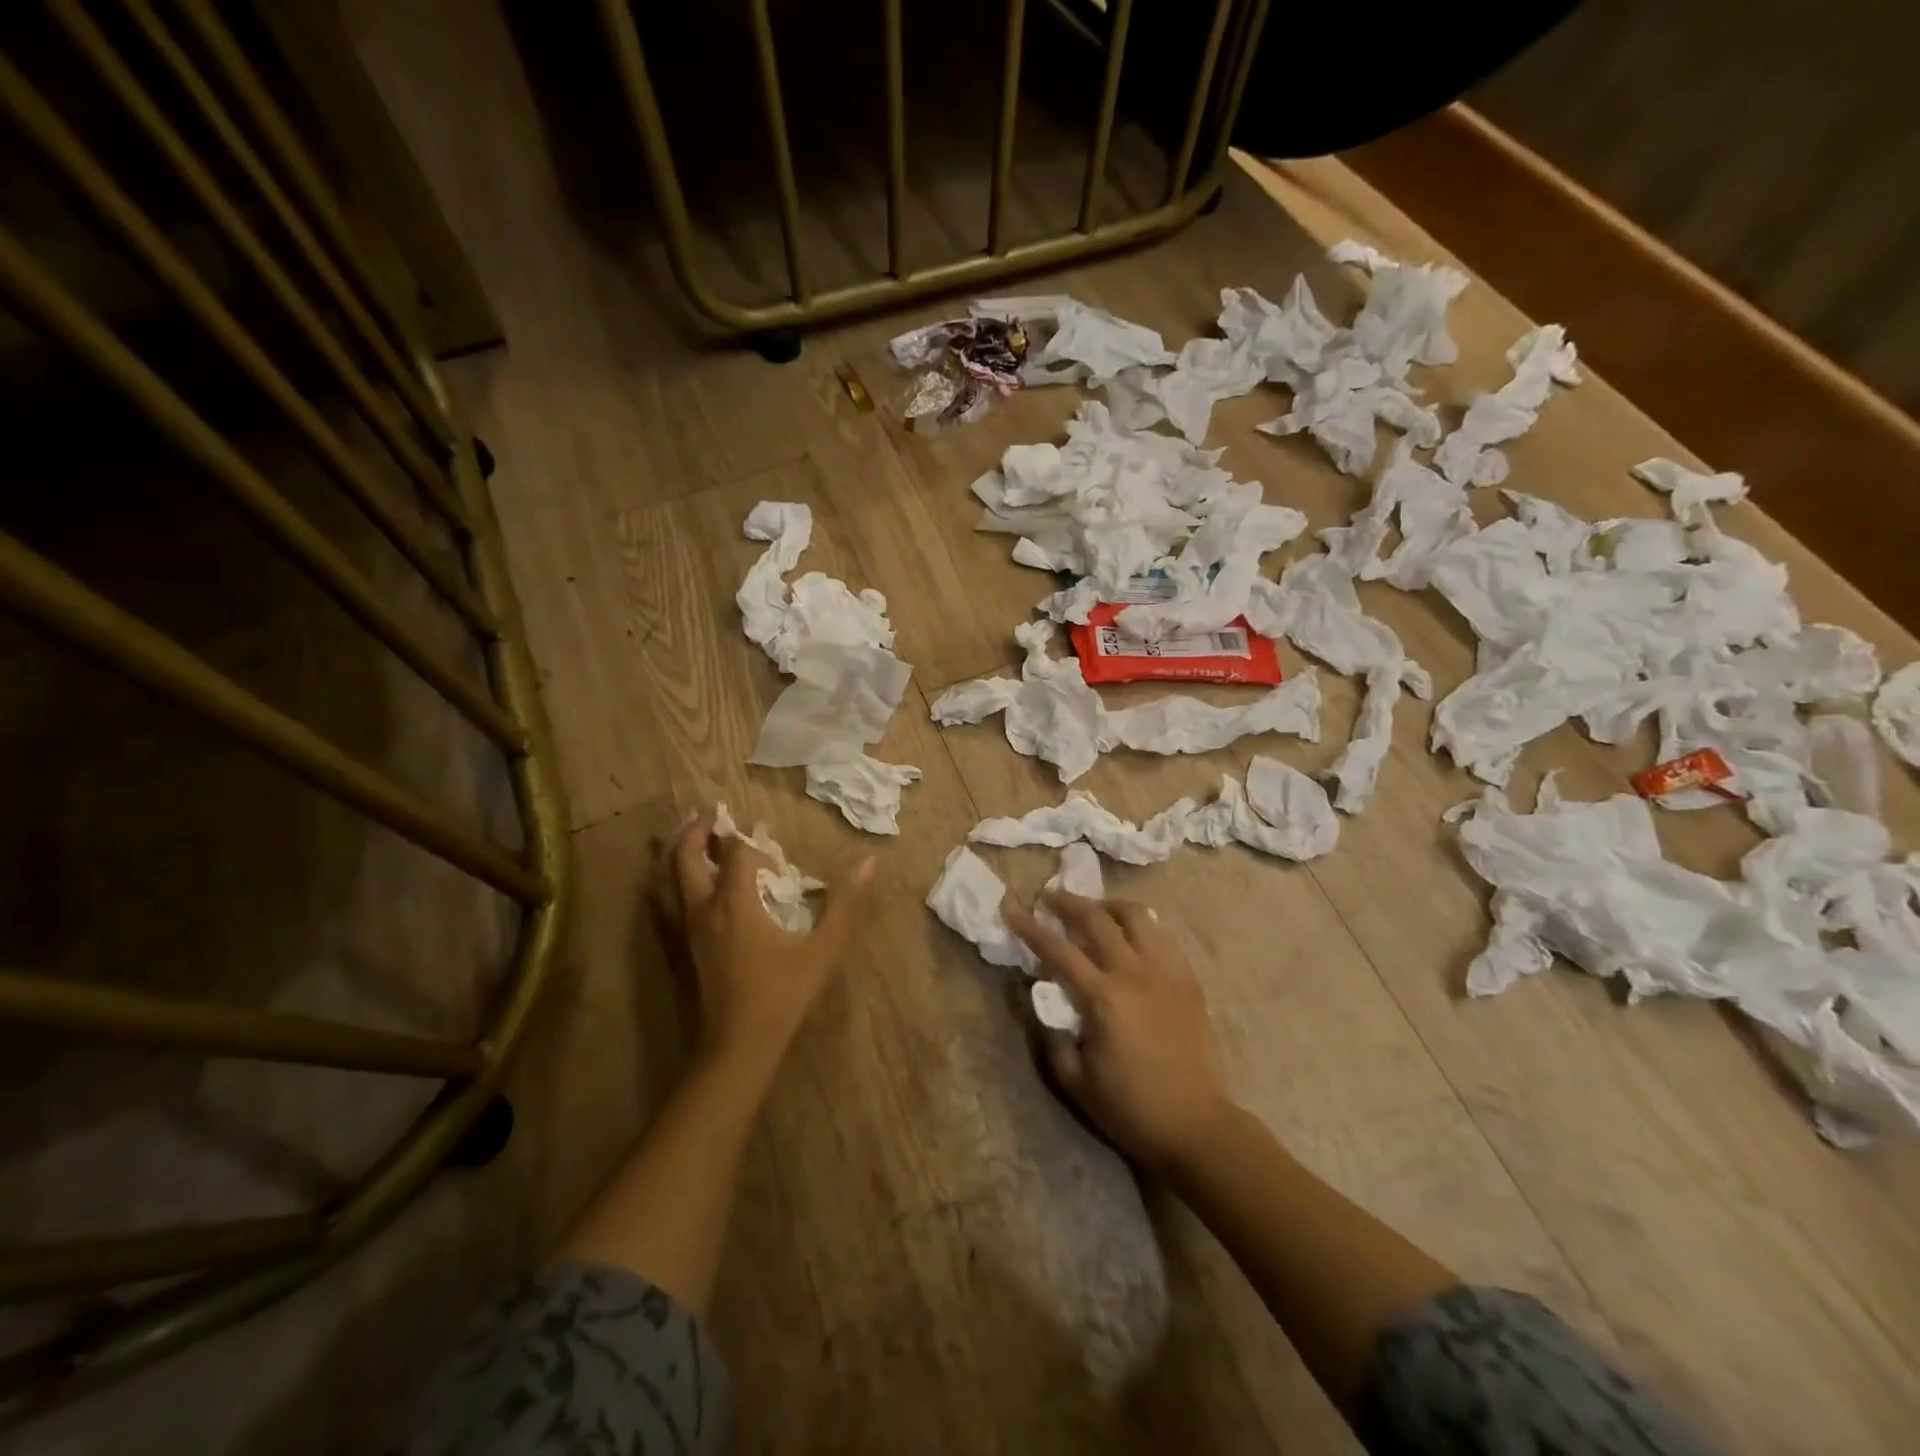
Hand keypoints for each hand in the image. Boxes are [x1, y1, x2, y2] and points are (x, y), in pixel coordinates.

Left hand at [654, 815, 872, 1083]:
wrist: (734, 1049)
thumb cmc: (781, 997)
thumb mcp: (822, 950)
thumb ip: (846, 904)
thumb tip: (868, 861)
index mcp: (734, 903)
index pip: (735, 851)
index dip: (749, 841)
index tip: (769, 850)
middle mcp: (700, 908)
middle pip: (684, 855)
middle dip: (697, 829)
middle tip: (710, 815)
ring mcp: (681, 930)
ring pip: (661, 877)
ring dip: (671, 850)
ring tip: (685, 836)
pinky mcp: (673, 950)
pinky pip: (657, 904)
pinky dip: (661, 882)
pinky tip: (670, 885)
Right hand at [1008, 891, 1233, 1175]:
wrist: (1196, 1125)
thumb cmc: (1130, 1108)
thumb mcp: (1075, 1081)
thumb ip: (1051, 1036)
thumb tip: (1044, 1000)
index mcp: (1104, 998)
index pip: (1058, 950)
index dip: (1031, 929)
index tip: (1012, 911)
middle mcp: (1135, 973)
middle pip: (1097, 919)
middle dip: (1068, 902)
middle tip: (1050, 898)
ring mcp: (1167, 971)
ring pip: (1136, 915)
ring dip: (1108, 906)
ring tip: (1094, 910)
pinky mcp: (1189, 979)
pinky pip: (1162, 935)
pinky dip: (1140, 926)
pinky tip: (1130, 937)